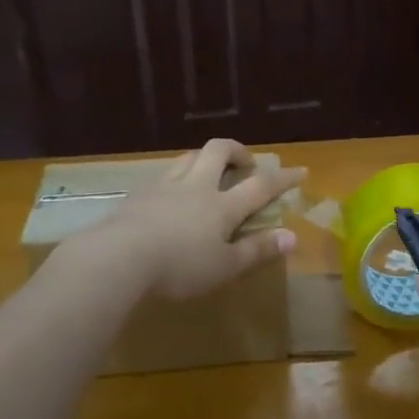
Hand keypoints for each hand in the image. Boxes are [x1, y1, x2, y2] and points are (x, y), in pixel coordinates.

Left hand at [93, 139, 305, 300]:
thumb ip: (257, 250)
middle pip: (219, 151)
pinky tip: (171, 195)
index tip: (301, 170)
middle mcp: (196, 186)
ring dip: (205, 158)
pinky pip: (164, 174)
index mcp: (223, 206)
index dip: (283, 177)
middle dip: (238, 151)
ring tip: (210, 173)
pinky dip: (177, 177)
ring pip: (189, 157)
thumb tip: (292, 237)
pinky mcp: (138, 195)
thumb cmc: (178, 267)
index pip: (261, 185)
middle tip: (246, 164)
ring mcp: (164, 186)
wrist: (117, 259)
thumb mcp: (224, 267)